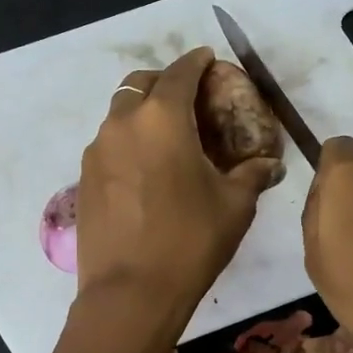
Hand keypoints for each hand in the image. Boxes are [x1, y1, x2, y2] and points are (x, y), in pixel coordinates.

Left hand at [75, 47, 280, 324]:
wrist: (130, 293)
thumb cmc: (190, 242)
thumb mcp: (235, 206)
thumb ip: (252, 175)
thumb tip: (269, 164)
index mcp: (162, 118)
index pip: (180, 72)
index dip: (197, 62)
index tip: (208, 60)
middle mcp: (122, 124)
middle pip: (140, 84)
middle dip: (164, 81)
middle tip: (187, 98)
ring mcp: (97, 151)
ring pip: (119, 114)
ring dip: (142, 112)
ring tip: (167, 137)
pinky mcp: (83, 179)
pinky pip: (109, 145)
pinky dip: (128, 142)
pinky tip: (145, 169)